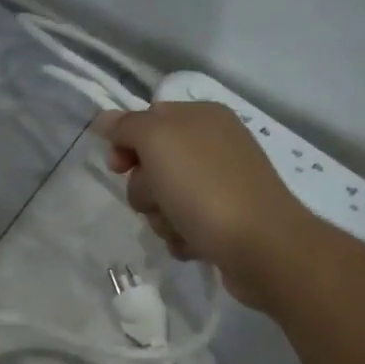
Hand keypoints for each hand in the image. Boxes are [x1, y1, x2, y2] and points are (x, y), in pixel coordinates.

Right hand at [94, 103, 311, 307]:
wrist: (259, 246)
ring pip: (162, 199)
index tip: (118, 167)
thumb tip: (105, 118)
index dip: (125, 143)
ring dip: (160, 217)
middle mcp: (213, 146)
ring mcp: (220, 185)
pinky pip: (182, 225)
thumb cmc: (204, 187)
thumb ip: (127, 126)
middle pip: (151, 164)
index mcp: (201, 117)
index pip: (146, 120)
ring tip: (180, 226)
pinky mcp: (223, 221)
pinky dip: (181, 236)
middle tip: (158, 198)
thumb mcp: (157, 141)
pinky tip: (194, 242)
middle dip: (144, 188)